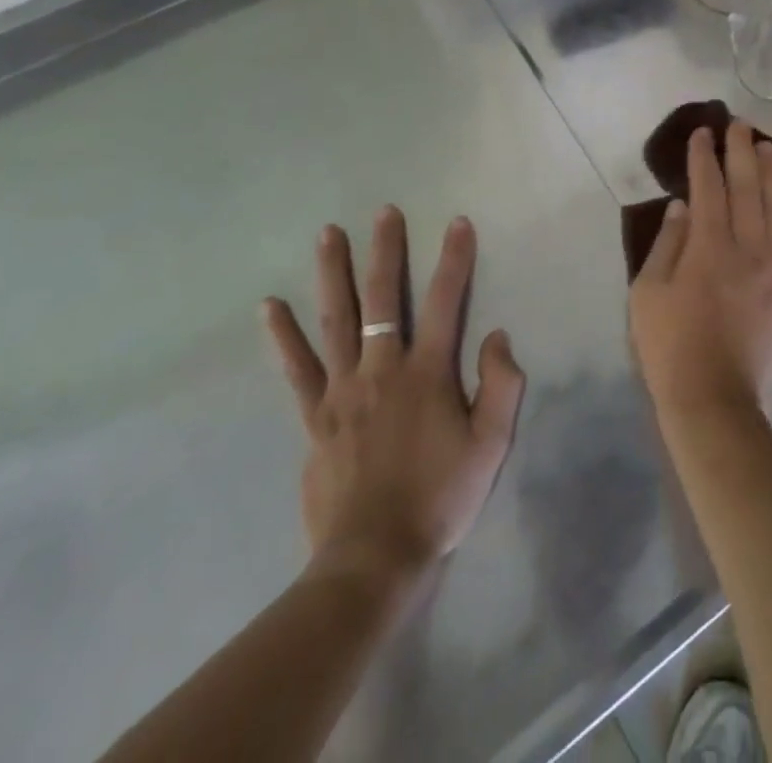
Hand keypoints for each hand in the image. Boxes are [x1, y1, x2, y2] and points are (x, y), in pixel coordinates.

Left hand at [262, 208, 525, 588]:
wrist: (373, 559)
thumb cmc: (440, 498)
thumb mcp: (490, 445)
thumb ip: (501, 385)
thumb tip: (496, 335)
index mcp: (427, 373)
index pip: (445, 302)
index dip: (454, 260)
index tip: (458, 222)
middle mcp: (382, 369)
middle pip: (382, 299)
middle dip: (386, 251)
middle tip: (384, 212)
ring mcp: (343, 391)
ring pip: (336, 321)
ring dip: (333, 274)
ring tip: (328, 234)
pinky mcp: (315, 417)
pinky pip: (297, 369)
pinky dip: (283, 336)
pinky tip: (270, 306)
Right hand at [628, 122, 771, 421]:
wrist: (715, 400)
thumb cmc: (670, 346)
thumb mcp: (648, 292)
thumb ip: (668, 243)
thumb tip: (683, 206)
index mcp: (710, 249)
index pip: (709, 188)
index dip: (704, 157)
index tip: (702, 133)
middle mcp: (750, 250)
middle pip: (749, 188)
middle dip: (741, 152)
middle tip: (738, 125)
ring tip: (767, 148)